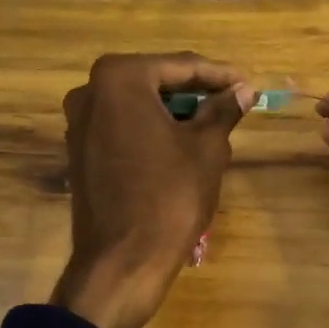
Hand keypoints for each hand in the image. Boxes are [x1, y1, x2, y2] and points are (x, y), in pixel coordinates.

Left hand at [51, 52, 254, 327]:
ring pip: (139, 106)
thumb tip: (243, 90)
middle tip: (233, 102)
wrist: (122, 261)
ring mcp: (79, 123)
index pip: (181, 66)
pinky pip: (124, 128)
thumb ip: (223, 110)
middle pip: (156, 82)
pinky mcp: (80, 152)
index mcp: (119, 79)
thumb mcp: (206, 148)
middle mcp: (90, 92)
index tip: (248, 83)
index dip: (219, 75)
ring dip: (175, 112)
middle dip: (195, 92)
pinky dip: (153, 130)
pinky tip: (182, 145)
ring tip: (214, 125)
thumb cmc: (169, 196)